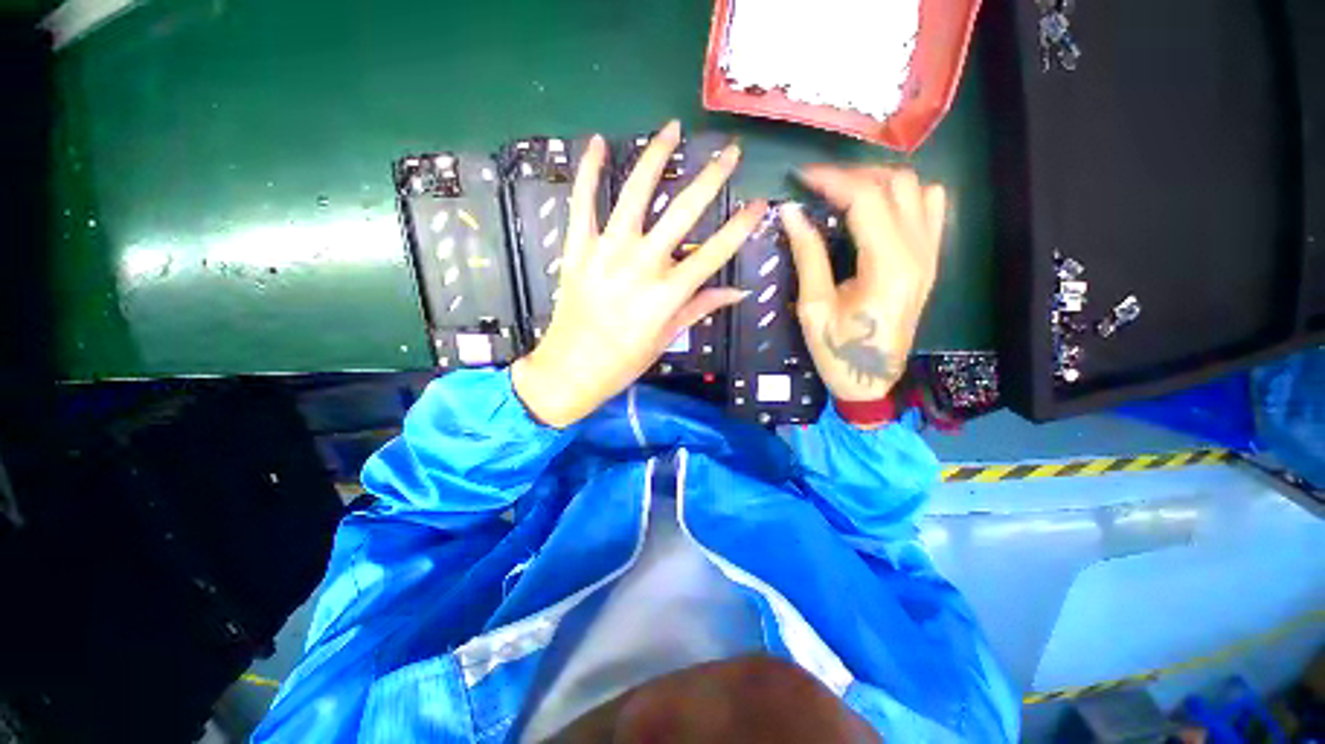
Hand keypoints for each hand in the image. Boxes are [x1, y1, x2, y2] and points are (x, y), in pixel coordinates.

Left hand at [512, 122, 768, 427]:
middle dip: (711, 178)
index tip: (759, 204)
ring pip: (634, 195)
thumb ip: (700, 307)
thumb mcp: (667, 338)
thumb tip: (737, 292)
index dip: (741, 226)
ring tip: (672, 129)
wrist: (571, 369)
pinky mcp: (578, 249)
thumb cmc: (624, 361)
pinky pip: (582, 203)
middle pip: (682, 213)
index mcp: (667, 293)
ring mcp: (606, 252)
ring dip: (655, 158)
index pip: (714, 252)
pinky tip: (599, 144)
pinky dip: (588, 172)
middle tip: (731, 152)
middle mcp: (641, 265)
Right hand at [782, 165, 946, 402]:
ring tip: (844, 192)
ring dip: (879, 181)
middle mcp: (918, 252)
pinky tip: (877, 208)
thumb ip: (807, 255)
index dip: (831, 179)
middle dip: (853, 174)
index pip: (866, 199)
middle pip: (896, 184)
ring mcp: (930, 255)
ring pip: (917, 188)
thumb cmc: (837, 350)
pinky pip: (931, 208)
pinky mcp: (930, 261)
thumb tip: (791, 212)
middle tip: (818, 186)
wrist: (871, 380)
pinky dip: (904, 195)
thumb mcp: (813, 307)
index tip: (801, 177)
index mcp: (887, 266)